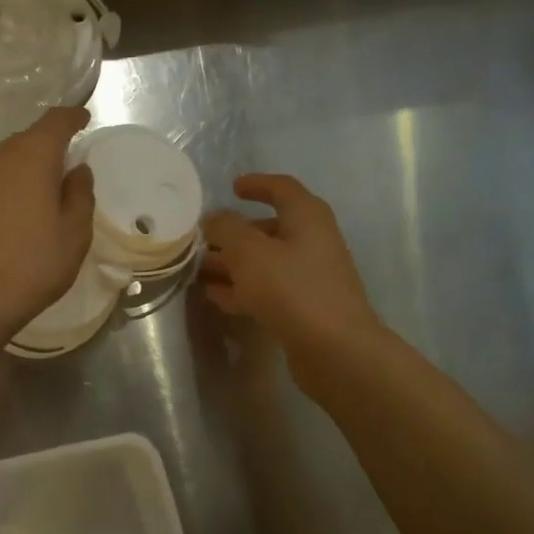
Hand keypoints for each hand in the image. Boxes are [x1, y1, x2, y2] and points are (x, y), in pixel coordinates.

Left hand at [0, 107, 94, 337]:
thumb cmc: (31, 264)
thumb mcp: (74, 233)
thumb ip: (80, 194)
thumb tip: (76, 170)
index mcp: (31, 155)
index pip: (56, 121)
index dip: (73, 117)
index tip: (84, 119)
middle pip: (30, 139)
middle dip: (51, 146)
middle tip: (70, 165)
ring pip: (10, 160)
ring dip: (30, 168)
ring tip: (48, 190)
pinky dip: (13, 186)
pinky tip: (23, 210)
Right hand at [200, 175, 378, 356]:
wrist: (334, 348)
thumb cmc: (292, 288)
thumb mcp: (249, 252)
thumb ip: (226, 229)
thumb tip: (214, 219)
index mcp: (307, 217)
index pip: (281, 188)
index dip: (256, 184)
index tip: (232, 188)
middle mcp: (313, 241)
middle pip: (269, 229)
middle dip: (234, 234)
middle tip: (202, 240)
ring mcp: (310, 276)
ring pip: (265, 262)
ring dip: (233, 264)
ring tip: (200, 271)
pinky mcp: (305, 307)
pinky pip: (268, 289)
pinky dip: (243, 289)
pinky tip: (216, 297)